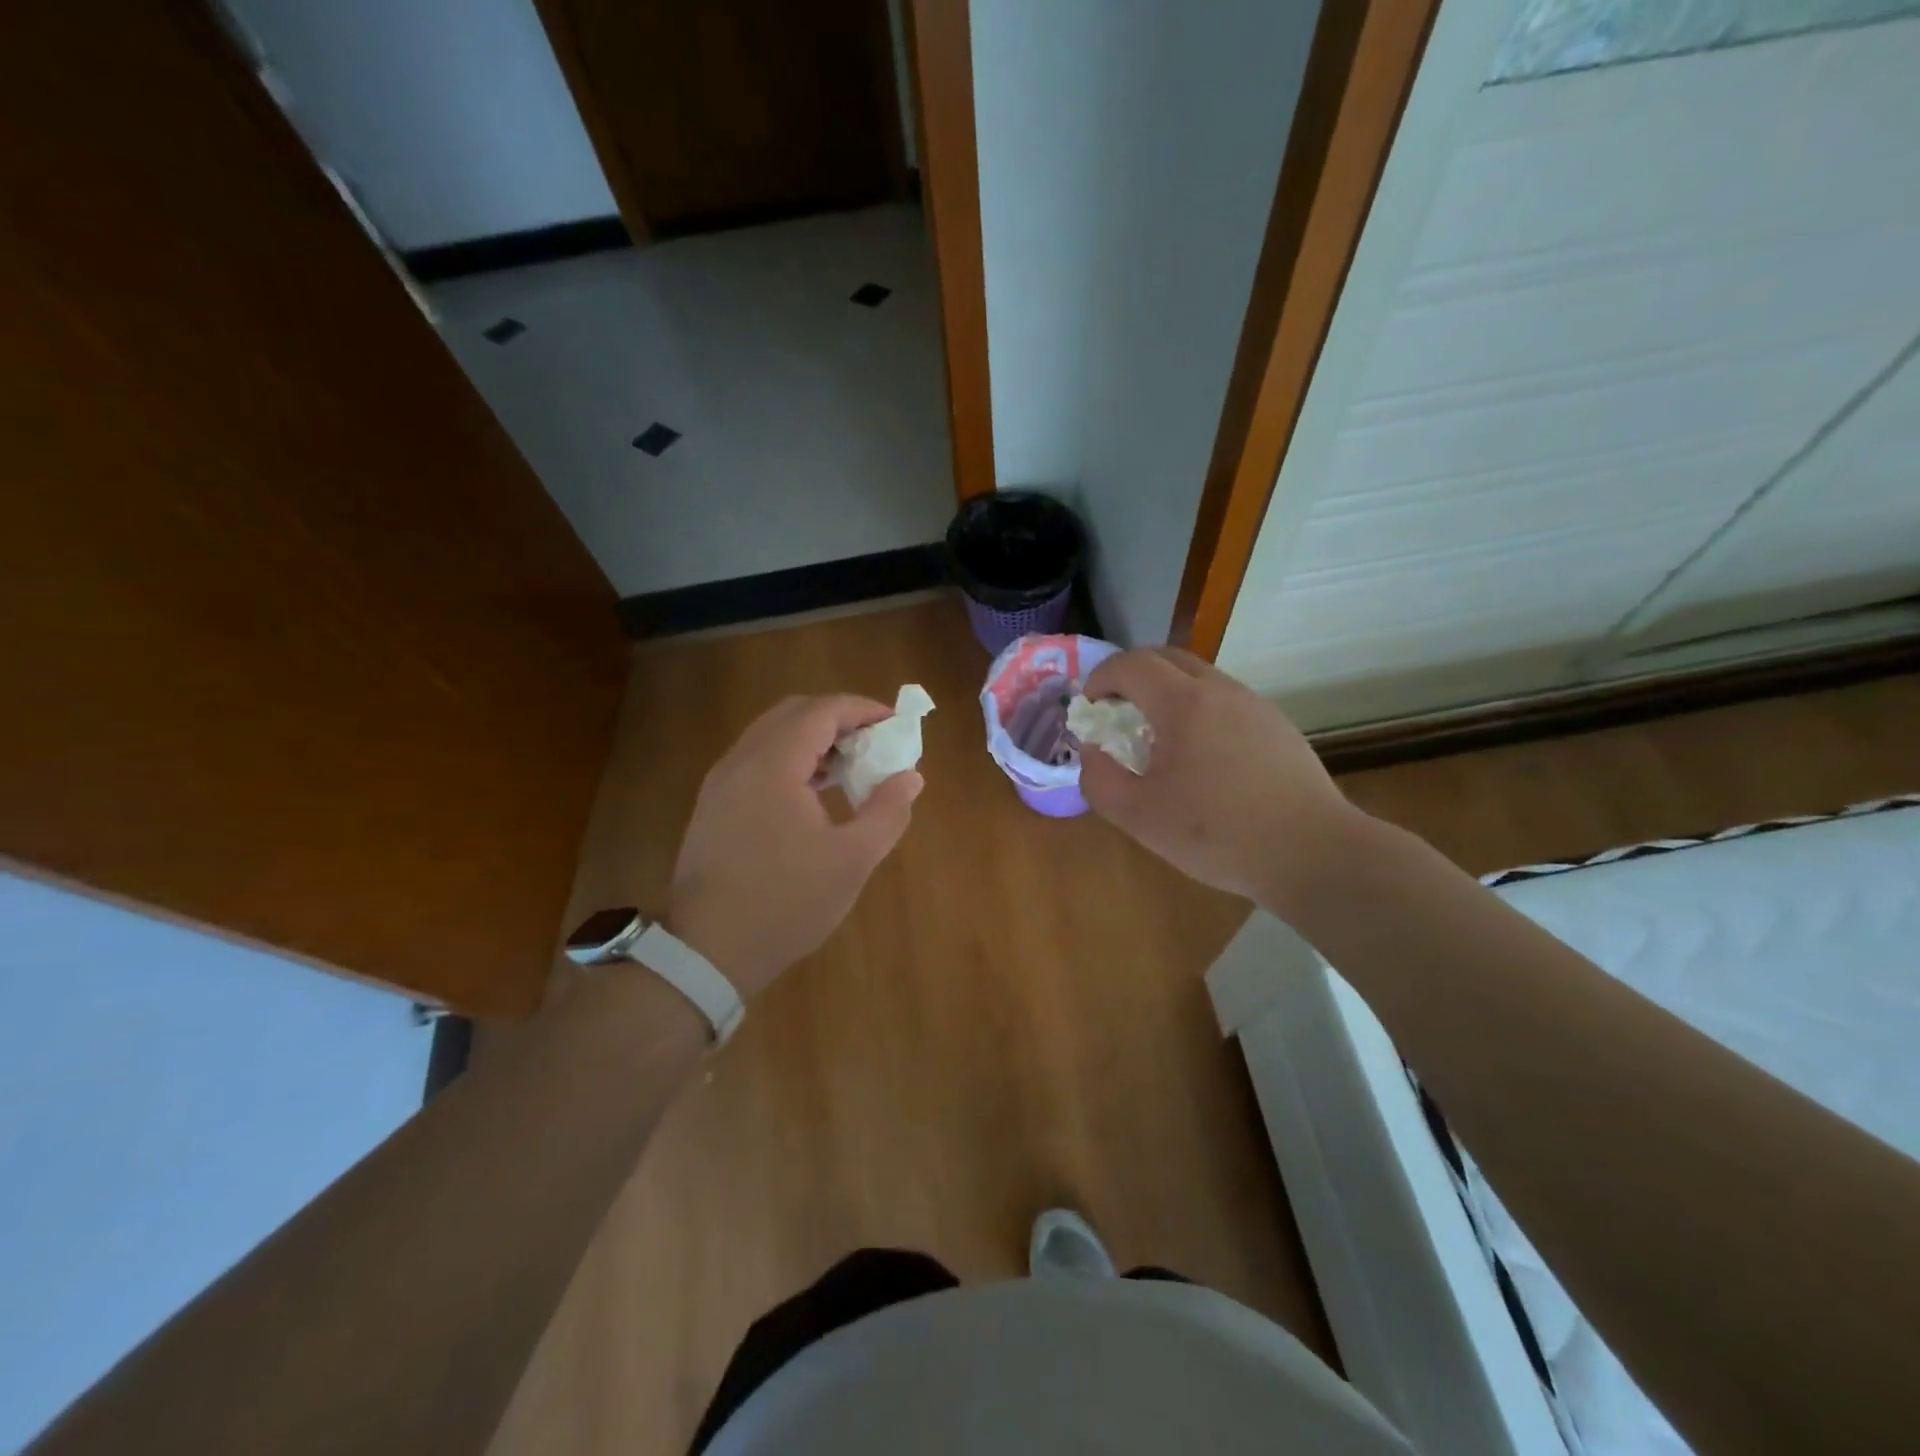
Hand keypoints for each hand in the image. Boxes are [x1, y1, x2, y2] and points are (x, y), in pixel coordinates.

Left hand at [666, 694, 922, 998]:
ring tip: (850, 767)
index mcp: (773, 766)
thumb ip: (888, 811)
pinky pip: (757, 759)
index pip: (821, 711)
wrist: (709, 951)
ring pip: (771, 735)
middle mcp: (741, 761)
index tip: (895, 724)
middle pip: (793, 713)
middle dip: (838, 718)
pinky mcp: (714, 804)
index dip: (862, 709)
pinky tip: (814, 791)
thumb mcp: (852, 861)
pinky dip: (790, 758)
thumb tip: (911, 777)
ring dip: (813, 738)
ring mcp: (721, 782)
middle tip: (874, 742)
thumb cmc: (786, 903)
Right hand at [1079, 648, 1354, 907]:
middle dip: (1132, 675)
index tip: (1090, 706)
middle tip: (1116, 709)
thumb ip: (1100, 780)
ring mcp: (1256, 706)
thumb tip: (1093, 752)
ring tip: (1157, 736)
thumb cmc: (1218, 834)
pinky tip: (1202, 757)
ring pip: (1200, 677)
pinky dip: (1198, 709)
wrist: (1314, 853)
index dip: (1102, 677)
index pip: (1132, 664)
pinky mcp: (1278, 726)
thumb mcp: (1139, 817)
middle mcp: (1221, 691)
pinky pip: (1226, 700)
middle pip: (1167, 657)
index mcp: (1184, 704)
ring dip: (1167, 691)